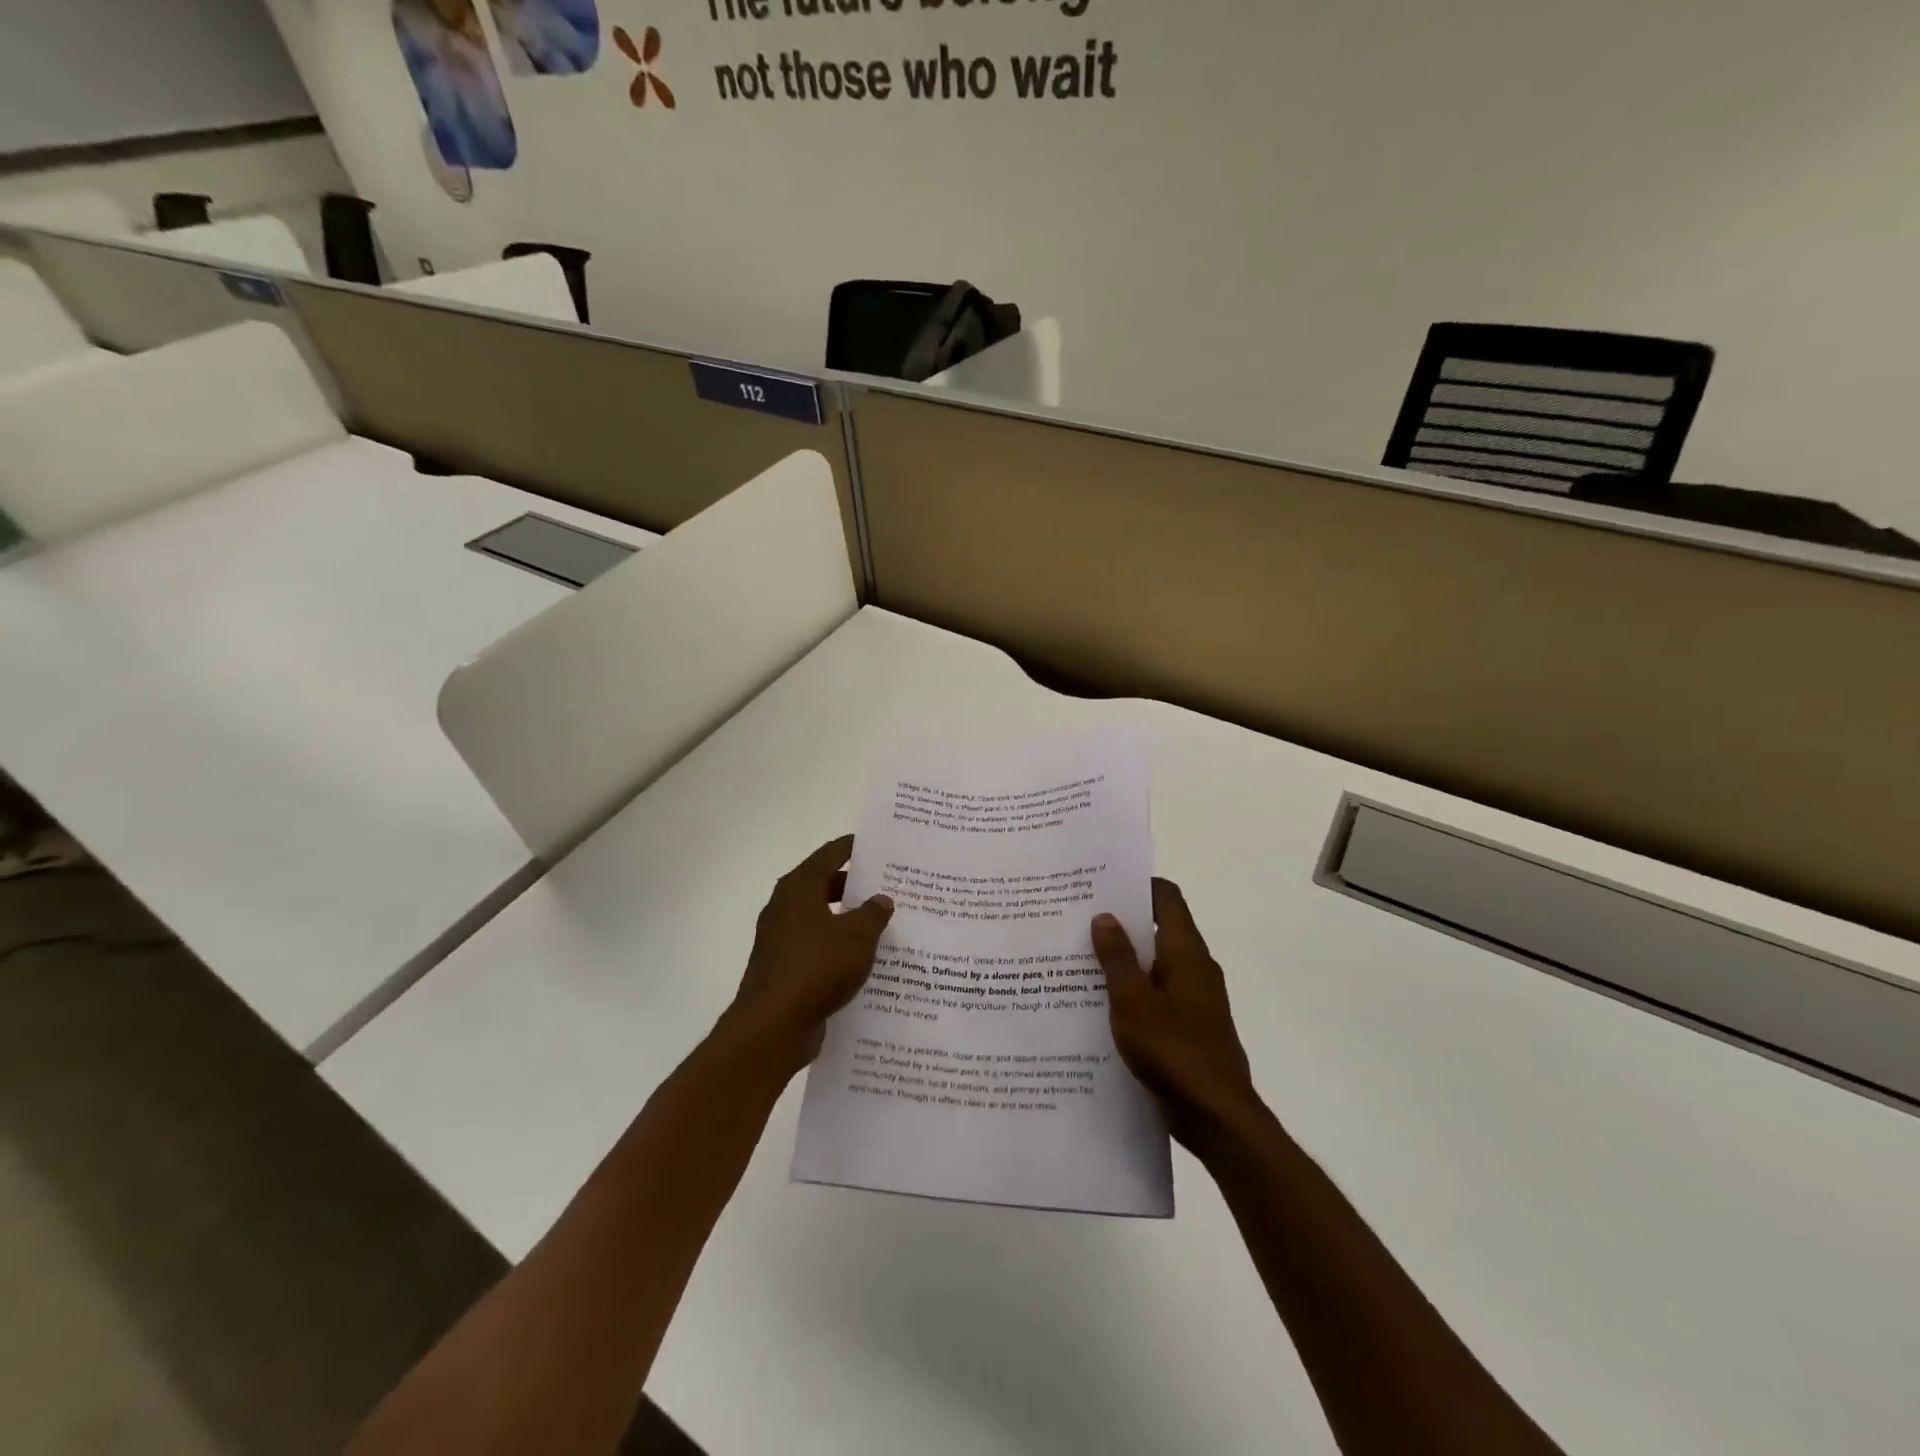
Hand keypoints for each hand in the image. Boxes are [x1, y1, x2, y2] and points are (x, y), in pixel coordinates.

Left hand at [723, 835, 893, 1074]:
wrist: (773, 1026)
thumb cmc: (816, 968)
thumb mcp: (857, 937)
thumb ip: (873, 914)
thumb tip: (881, 900)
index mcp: (800, 887)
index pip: (831, 853)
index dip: (856, 847)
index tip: (882, 846)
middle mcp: (786, 906)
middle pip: (825, 884)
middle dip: (857, 886)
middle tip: (891, 886)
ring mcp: (781, 938)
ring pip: (822, 918)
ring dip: (849, 919)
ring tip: (885, 924)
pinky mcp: (783, 967)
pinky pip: (817, 947)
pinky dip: (838, 947)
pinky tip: (865, 960)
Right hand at [1092, 878, 1260, 1150]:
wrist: (1215, 1115)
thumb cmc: (1172, 1049)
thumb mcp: (1132, 1000)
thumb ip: (1117, 957)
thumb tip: (1104, 916)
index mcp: (1186, 951)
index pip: (1167, 897)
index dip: (1138, 884)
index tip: (1102, 883)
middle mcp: (1195, 967)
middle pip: (1159, 927)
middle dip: (1122, 922)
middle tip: (1079, 918)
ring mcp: (1196, 998)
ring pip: (1156, 963)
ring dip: (1125, 958)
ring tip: (1081, 957)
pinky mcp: (1191, 1025)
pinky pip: (1158, 993)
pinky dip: (1134, 988)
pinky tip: (1101, 1002)